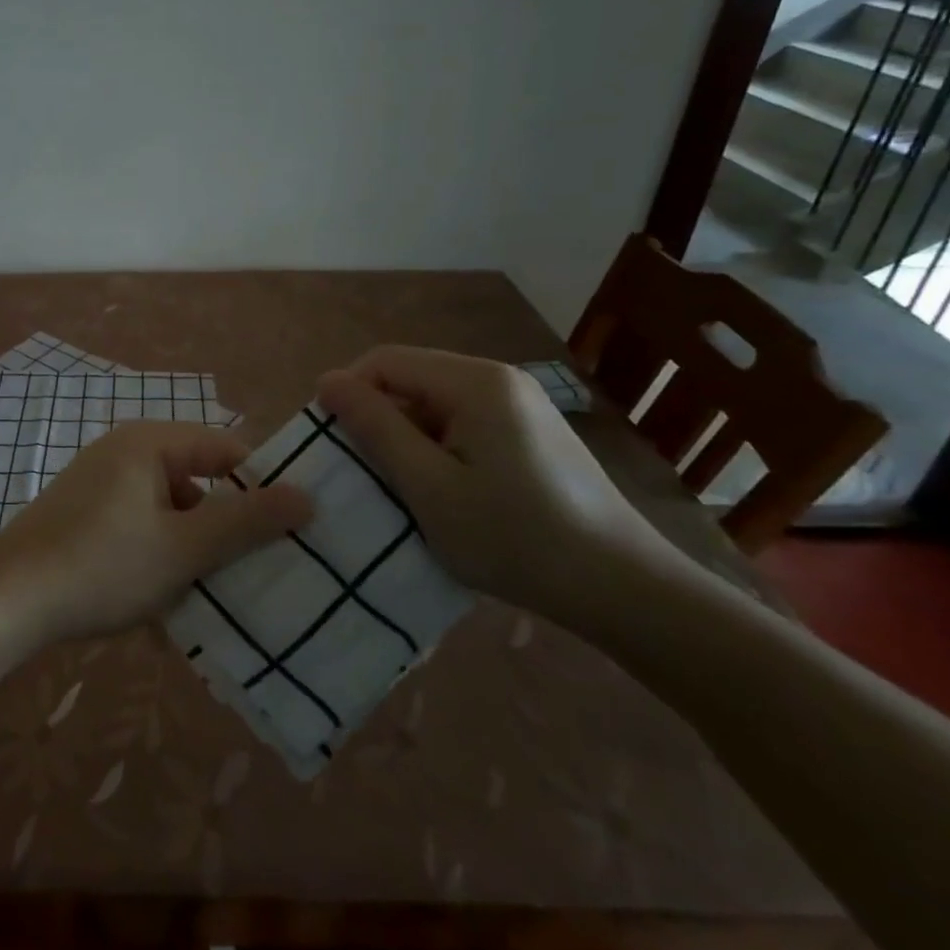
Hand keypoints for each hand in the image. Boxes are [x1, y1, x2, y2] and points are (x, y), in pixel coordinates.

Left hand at [0, 422, 310, 645]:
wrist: (6, 599)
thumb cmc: (102, 565)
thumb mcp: (183, 548)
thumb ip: (246, 522)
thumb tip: (307, 496)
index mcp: (150, 443)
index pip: (227, 450)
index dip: (263, 486)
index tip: (293, 530)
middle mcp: (125, 452)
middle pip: (198, 480)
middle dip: (225, 527)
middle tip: (257, 570)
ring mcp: (101, 483)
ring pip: (169, 511)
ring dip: (191, 550)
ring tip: (212, 597)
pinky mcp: (85, 515)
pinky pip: (139, 528)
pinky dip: (158, 558)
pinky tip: (165, 605)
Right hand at [317, 346, 685, 631]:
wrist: (623, 588)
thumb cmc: (516, 538)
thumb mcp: (429, 487)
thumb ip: (375, 428)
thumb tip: (326, 380)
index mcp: (474, 381)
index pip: (384, 360)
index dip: (349, 394)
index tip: (336, 446)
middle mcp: (498, 378)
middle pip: (410, 379)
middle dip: (379, 419)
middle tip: (369, 475)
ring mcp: (518, 403)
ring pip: (434, 403)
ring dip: (408, 438)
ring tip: (406, 489)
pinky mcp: (529, 430)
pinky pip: (462, 422)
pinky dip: (438, 449)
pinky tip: (446, 492)